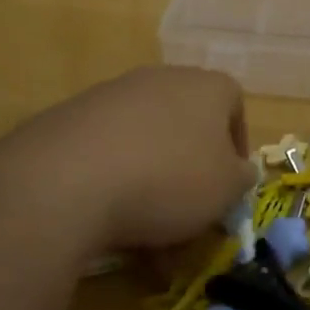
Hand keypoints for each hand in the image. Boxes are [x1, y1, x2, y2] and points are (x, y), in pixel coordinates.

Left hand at [15, 66, 254, 255]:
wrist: (68, 179)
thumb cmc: (170, 179)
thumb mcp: (226, 189)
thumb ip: (241, 178)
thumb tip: (239, 171)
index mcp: (206, 86)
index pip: (234, 103)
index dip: (237, 143)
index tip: (230, 182)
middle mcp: (161, 79)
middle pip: (187, 121)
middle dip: (190, 166)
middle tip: (189, 209)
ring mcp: (112, 94)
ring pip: (146, 139)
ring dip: (151, 178)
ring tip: (146, 230)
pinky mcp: (70, 118)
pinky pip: (106, 150)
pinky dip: (113, 180)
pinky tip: (106, 220)